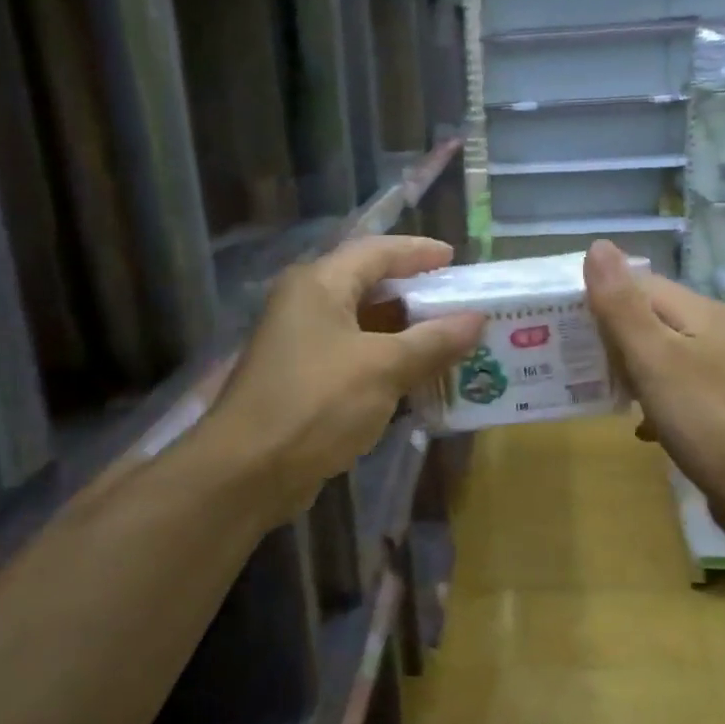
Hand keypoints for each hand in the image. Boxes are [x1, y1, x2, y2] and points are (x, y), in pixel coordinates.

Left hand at [199, 235, 482, 530]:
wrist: (248, 471)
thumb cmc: (316, 403)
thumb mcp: (384, 368)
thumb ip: (432, 341)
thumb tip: (476, 319)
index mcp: (319, 285)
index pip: (376, 252)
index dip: (418, 252)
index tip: (455, 260)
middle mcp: (305, 304)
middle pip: (368, 286)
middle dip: (416, 294)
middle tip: (459, 302)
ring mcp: (301, 344)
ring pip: (363, 325)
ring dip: (405, 332)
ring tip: (450, 339)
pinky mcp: (302, 380)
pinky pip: (354, 357)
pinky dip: (387, 361)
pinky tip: (418, 377)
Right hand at [584, 240, 724, 545]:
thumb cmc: (707, 419)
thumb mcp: (654, 357)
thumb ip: (622, 305)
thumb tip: (598, 245)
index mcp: (701, 312)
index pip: (641, 285)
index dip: (601, 298)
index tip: (564, 325)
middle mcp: (717, 334)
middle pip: (653, 320)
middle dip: (613, 338)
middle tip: (575, 362)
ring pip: (665, 358)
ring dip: (631, 371)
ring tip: (600, 392)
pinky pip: (680, 393)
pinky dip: (655, 403)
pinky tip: (641, 428)